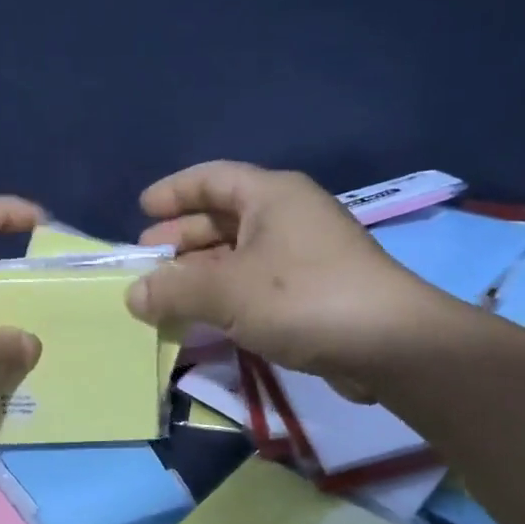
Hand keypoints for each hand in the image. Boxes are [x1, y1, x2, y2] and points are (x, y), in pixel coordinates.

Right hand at [126, 162, 460, 390]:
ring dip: (200, 271)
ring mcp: (304, 254)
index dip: (173, 191)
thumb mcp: (227, 291)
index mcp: (271, 195)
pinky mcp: (313, 291)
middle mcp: (288, 216)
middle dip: (181, 236)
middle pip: (223, 216)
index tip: (141, 210)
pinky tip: (203, 316)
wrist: (391, 345)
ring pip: (238, 253)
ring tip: (165, 294)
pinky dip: (225, 294)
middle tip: (147, 259)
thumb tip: (133, 295)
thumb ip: (174, 290)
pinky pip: (255, 282)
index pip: (212, 178)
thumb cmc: (303, 298)